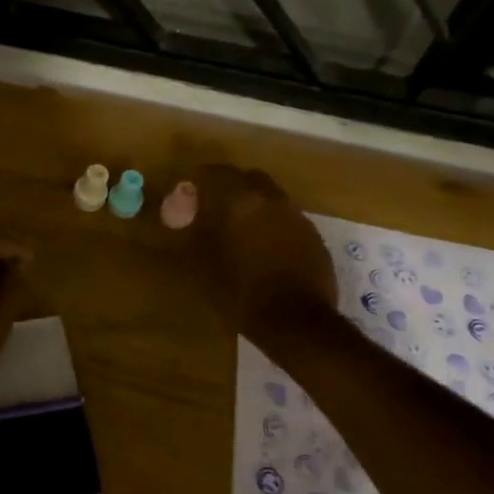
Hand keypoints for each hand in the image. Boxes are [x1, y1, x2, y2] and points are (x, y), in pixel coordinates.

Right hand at [174, 164, 336, 338]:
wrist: (295, 321)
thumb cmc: (239, 290)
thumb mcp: (200, 262)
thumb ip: (189, 231)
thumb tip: (180, 218)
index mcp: (238, 199)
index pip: (213, 172)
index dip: (196, 182)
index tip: (186, 197)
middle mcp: (270, 198)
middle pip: (246, 179)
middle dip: (228, 188)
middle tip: (212, 210)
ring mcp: (296, 216)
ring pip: (269, 197)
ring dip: (252, 206)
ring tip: (238, 231)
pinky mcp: (313, 236)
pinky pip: (286, 219)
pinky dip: (272, 225)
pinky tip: (264, 249)